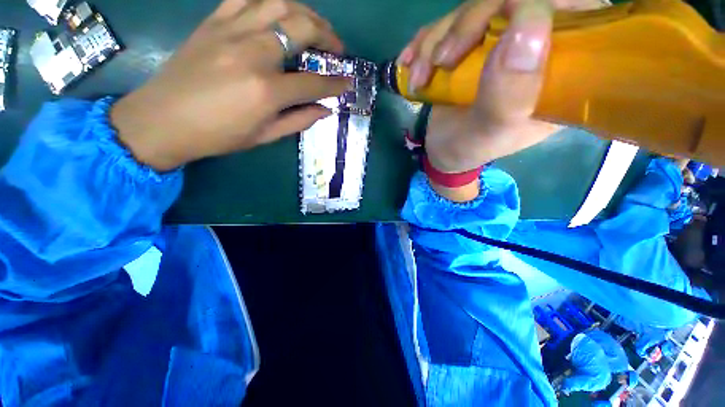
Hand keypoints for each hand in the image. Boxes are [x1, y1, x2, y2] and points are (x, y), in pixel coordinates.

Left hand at [111, 0, 350, 170]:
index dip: (335, 83)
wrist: (162, 120)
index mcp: (267, 90)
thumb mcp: (265, 136)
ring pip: (279, 3)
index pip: (314, 83)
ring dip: (305, 12)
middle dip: (327, 36)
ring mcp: (231, 31)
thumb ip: (300, 120)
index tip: (347, 82)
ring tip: (315, 26)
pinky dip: (269, 0)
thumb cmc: (218, 135)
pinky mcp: (213, 22)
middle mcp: (253, 53)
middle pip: (302, 28)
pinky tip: (278, 12)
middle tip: (336, 48)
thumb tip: (325, 110)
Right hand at [398, 0, 558, 199]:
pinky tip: (409, 64)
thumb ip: (511, 92)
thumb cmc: (470, 149)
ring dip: (435, 41)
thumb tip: (528, 20)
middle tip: (441, 62)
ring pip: (472, 9)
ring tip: (419, 79)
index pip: (577, 11)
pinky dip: (423, 43)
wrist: (443, 152)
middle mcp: (534, 49)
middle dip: (468, 24)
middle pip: (513, 1)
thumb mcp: (492, 132)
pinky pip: (447, 25)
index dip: (540, 3)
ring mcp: (498, 43)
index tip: (501, 19)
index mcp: (561, 71)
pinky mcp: (469, 46)